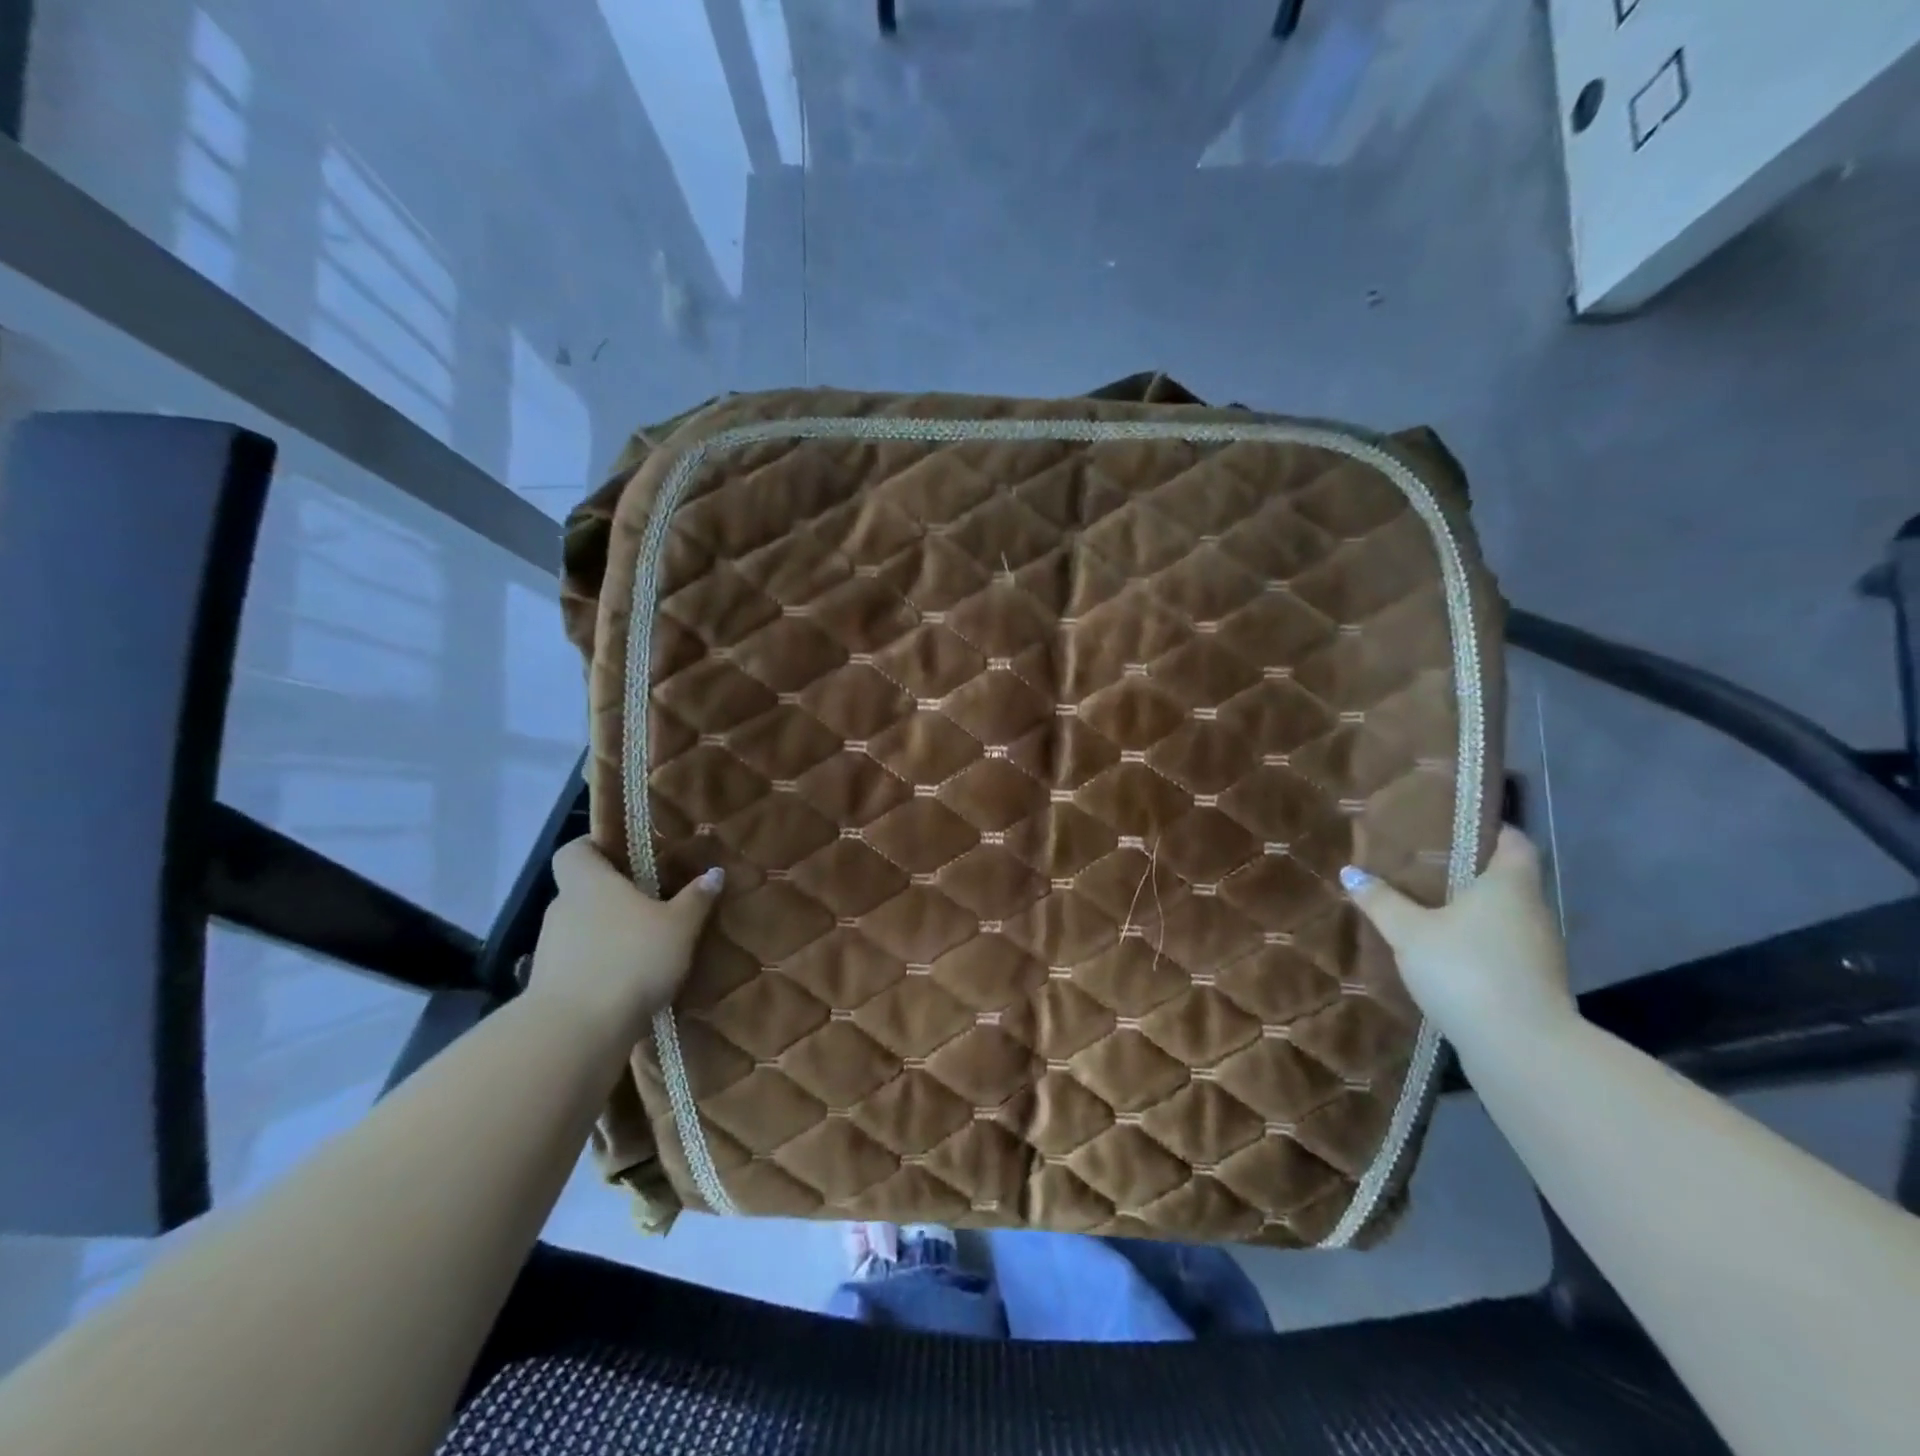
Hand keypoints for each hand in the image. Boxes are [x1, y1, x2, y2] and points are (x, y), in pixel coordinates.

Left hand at [527, 839, 721, 1041]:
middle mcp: (562, 907)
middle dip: (614, 897)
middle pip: (583, 890)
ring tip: (645, 948)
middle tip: (652, 905)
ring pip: (582, 928)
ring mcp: (549, 948)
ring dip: (608, 934)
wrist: (576, 1031)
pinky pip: (579, 963)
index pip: (575, 850)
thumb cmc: (631, 959)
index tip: (626, 857)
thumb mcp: (679, 926)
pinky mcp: (549, 985)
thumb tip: (714, 872)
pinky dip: (600, 967)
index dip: (596, 848)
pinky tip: (630, 982)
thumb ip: (696, 898)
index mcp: (588, 881)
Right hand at [1340, 826, 1575, 1050]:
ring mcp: (1538, 949)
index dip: (1490, 827)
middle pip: (1506, 877)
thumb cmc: (1466, 970)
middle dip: (1468, 868)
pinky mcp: (1533, 982)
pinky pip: (1502, 945)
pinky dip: (1477, 939)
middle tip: (1422, 862)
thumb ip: (1381, 901)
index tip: (1453, 822)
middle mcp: (1532, 910)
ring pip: (1503, 914)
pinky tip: (1443, 949)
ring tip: (1425, 904)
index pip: (1514, 840)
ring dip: (1471, 908)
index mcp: (1509, 885)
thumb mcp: (1409, 932)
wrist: (1522, 1049)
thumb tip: (1351, 872)